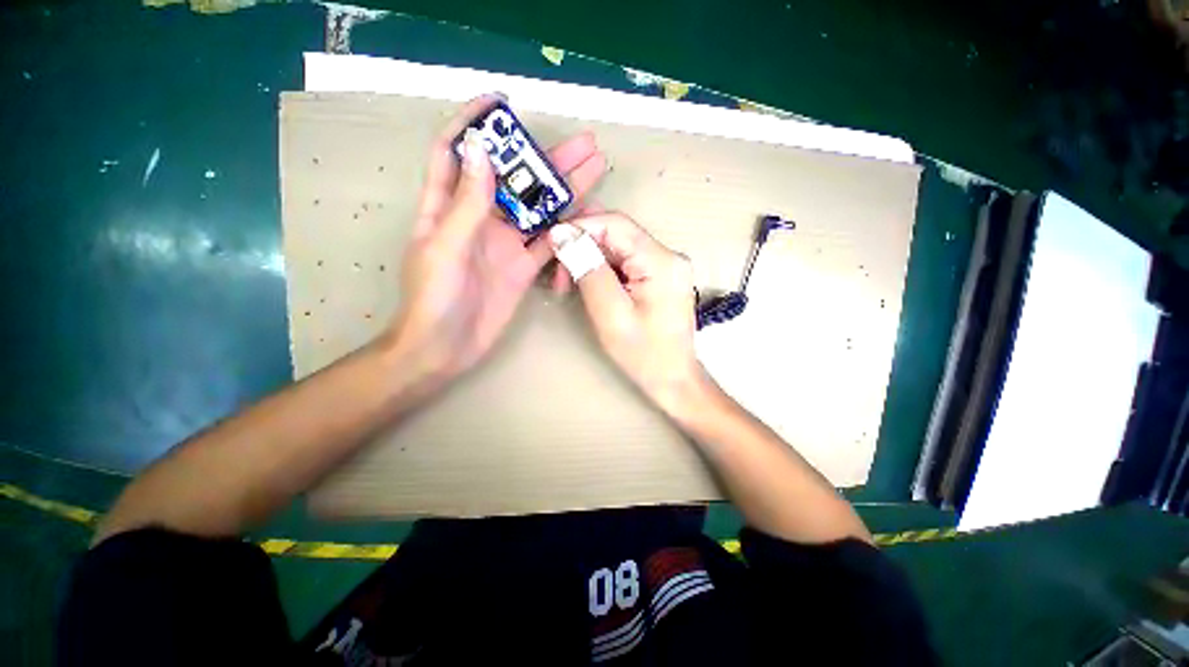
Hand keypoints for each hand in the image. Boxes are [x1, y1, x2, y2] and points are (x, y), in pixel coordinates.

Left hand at [384, 95, 606, 390]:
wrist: (445, 348)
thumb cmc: (434, 299)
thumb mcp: (446, 247)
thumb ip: (466, 203)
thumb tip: (481, 151)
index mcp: (448, 206)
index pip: (457, 151)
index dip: (475, 124)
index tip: (501, 104)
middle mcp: (480, 219)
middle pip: (514, 179)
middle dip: (543, 157)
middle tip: (581, 142)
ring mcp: (506, 244)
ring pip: (538, 209)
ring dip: (563, 190)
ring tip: (594, 169)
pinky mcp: (524, 267)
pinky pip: (548, 242)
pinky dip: (566, 229)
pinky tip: (587, 215)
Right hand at [548, 213, 704, 409]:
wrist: (673, 378)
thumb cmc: (643, 354)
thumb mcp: (610, 314)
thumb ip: (588, 270)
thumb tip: (563, 234)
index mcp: (661, 261)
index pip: (616, 223)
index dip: (580, 226)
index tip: (552, 243)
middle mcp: (668, 255)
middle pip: (616, 233)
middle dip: (582, 247)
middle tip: (559, 275)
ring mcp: (666, 265)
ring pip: (618, 247)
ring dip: (590, 260)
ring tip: (568, 285)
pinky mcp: (661, 275)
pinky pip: (625, 261)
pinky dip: (602, 269)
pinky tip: (588, 286)